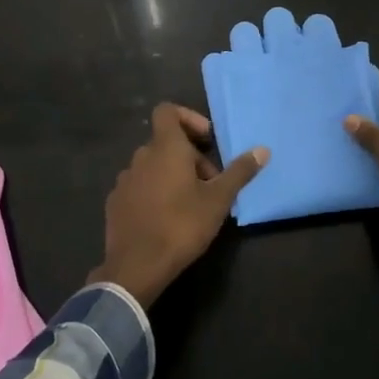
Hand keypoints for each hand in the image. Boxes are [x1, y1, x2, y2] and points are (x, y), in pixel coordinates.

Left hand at [91, 104, 266, 306]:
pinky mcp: (115, 203)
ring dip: (172, 175)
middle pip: (166, 143)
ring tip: (191, 203)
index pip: (167, 111)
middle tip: (210, 184)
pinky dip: (154, 192)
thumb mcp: (218, 200)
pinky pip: (139, 186)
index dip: (188, 118)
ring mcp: (124, 180)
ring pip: (152, 166)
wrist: (136, 267)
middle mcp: (140, 157)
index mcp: (165, 148)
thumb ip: (240, 172)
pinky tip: (166, 218)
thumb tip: (263, 149)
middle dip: (190, 157)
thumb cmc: (181, 225)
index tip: (207, 141)